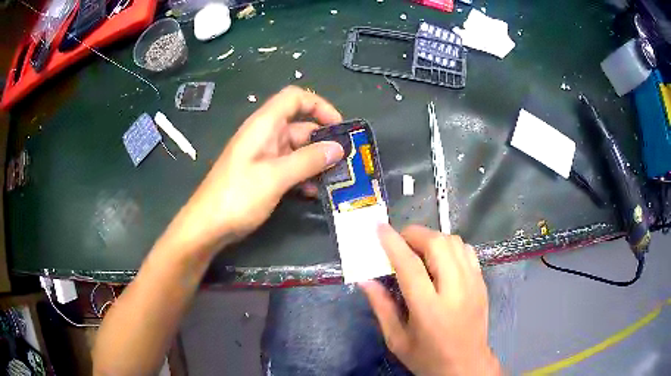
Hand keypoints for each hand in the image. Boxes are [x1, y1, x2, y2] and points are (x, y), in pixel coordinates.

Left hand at [164, 86, 344, 253]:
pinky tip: (314, 192)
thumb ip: (308, 161)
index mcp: (264, 125)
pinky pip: (289, 168)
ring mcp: (263, 156)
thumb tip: (338, 148)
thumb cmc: (237, 196)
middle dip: (323, 140)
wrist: (207, 226)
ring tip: (336, 179)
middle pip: (300, 126)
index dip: (319, 105)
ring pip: (297, 150)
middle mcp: (265, 135)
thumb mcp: (275, 177)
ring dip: (316, 162)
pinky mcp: (263, 174)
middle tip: (346, 160)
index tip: (339, 126)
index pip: (294, 98)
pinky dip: (303, 176)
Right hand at [361, 225, 500, 375]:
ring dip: (433, 238)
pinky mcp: (482, 282)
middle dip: (415, 235)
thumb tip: (366, 280)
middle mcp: (455, 290)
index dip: (393, 243)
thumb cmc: (428, 357)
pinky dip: (450, 246)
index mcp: (429, 309)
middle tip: (399, 242)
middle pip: (438, 244)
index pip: (410, 266)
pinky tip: (440, 260)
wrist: (466, 365)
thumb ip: (381, 307)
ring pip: (455, 242)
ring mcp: (473, 284)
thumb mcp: (397, 340)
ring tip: (419, 250)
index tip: (379, 228)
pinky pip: (467, 251)